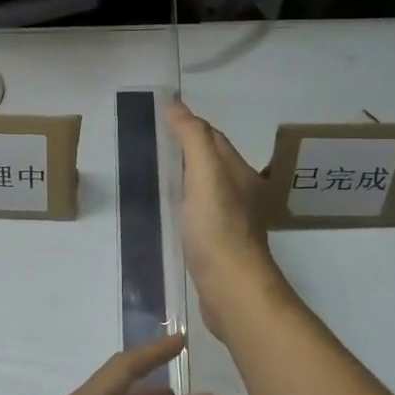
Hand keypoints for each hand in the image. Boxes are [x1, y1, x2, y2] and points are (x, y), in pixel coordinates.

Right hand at [167, 101, 284, 339]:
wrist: (232, 289)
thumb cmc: (218, 228)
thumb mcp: (205, 175)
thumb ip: (193, 138)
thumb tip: (176, 105)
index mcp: (239, 173)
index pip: (215, 139)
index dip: (191, 127)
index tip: (162, 120)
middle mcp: (240, 194)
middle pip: (212, 163)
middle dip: (188, 152)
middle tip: (153, 147)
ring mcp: (231, 222)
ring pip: (207, 191)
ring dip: (186, 180)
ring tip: (156, 178)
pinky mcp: (219, 246)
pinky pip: (200, 216)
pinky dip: (185, 207)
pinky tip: (169, 215)